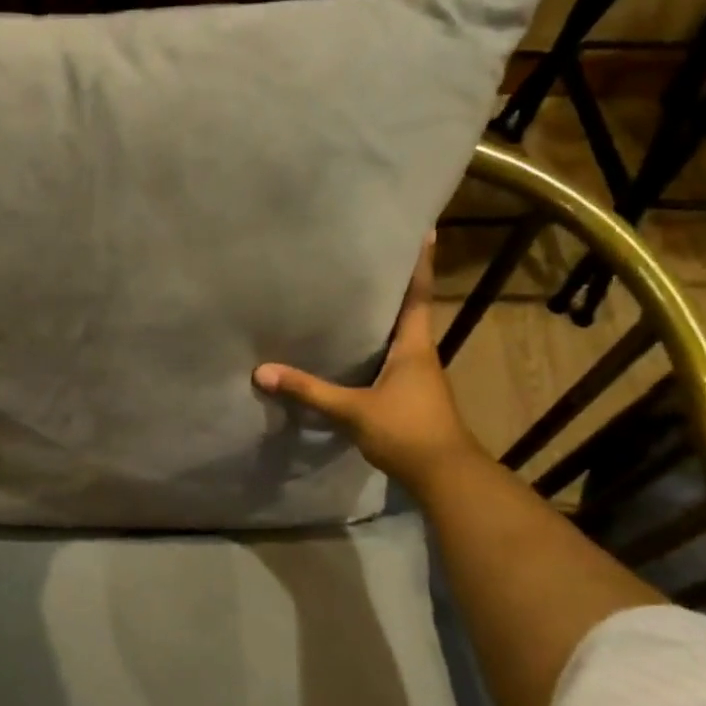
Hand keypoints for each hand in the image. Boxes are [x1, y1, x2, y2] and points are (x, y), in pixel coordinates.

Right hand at [254, 235, 472, 475]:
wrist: (443, 476)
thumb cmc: (406, 431)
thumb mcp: (352, 411)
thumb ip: (309, 391)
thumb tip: (262, 372)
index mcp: (414, 345)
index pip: (418, 294)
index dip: (421, 263)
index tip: (424, 230)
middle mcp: (420, 353)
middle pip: (409, 309)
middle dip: (395, 283)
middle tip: (370, 256)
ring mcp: (418, 375)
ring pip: (400, 334)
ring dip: (385, 314)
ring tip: (355, 294)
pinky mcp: (410, 394)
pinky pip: (392, 357)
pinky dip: (377, 344)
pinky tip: (354, 346)